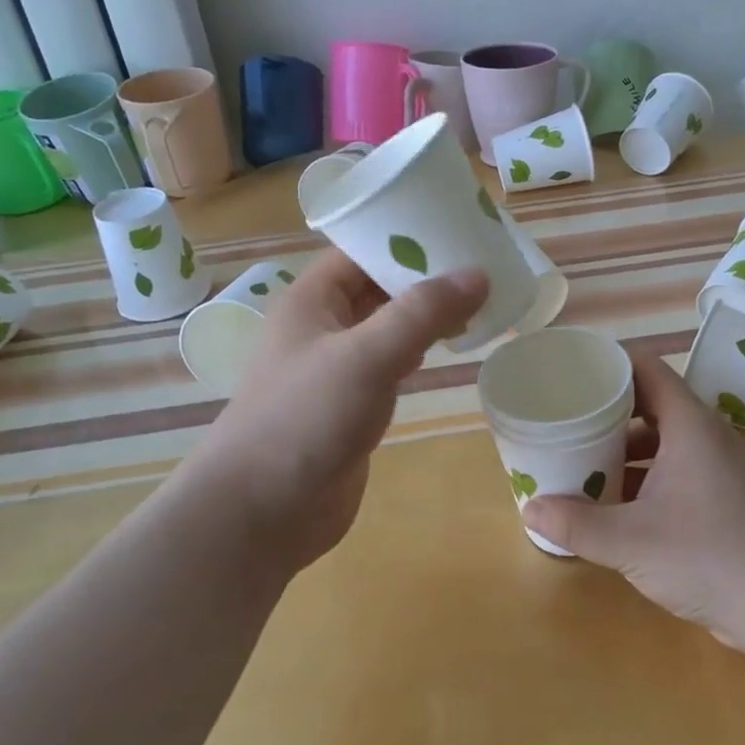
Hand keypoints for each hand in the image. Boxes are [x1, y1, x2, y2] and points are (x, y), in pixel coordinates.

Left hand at [192, 249, 487, 573]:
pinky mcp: (349, 406)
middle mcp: (321, 327)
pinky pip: (389, 365)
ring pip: (386, 327)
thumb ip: (422, 312)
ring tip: (477, 304)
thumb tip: (478, 273)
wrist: (261, 512)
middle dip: (425, 278)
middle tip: (482, 269)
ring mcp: (334, 369)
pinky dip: (418, 353)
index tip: (460, 233)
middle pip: (378, 287)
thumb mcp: (367, 355)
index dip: (407, 238)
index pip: (362, 251)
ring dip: (425, 317)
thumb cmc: (305, 420)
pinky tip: (447, 352)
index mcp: (312, 299)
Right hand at [523, 350, 744, 658]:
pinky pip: (679, 471)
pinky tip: (619, 505)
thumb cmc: (708, 556)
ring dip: (626, 450)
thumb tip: (530, 509)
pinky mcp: (727, 501)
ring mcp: (722, 470)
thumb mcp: (630, 541)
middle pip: (652, 404)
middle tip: (567, 418)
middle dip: (608, 411)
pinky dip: (647, 477)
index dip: (609, 363)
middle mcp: (709, 437)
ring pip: (666, 442)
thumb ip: (576, 525)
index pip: (647, 369)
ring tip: (584, 461)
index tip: (571, 370)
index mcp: (690, 425)